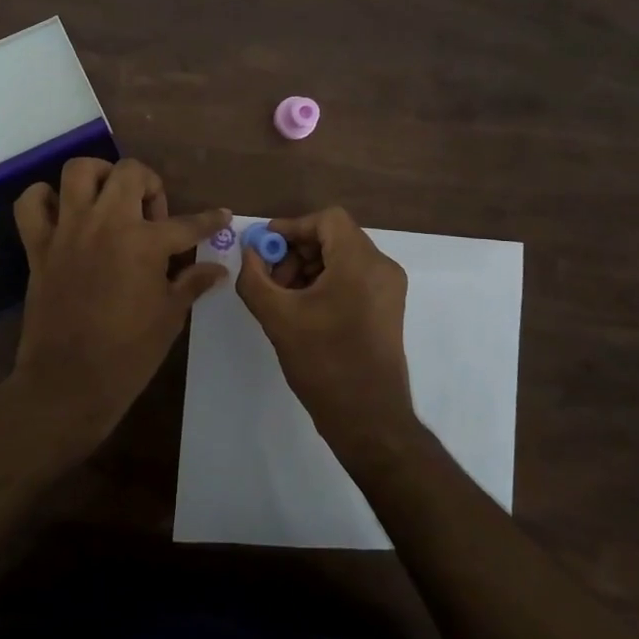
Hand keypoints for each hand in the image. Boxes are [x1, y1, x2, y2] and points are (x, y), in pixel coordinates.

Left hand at [8, 157, 229, 448]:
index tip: (222, 216)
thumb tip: (218, 268)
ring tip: (110, 200)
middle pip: (130, 173)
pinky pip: (31, 203)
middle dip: (150, 185)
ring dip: (100, 177)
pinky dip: (44, 198)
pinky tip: (62, 212)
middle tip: (152, 216)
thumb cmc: (128, 353)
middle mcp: (106, 223)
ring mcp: (68, 230)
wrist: (68, 383)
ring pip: (79, 170)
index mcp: (144, 243)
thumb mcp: (170, 317)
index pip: (188, 224)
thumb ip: (192, 283)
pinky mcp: (38, 246)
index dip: (211, 220)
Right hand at [235, 207, 417, 456]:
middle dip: (297, 251)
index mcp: (361, 262)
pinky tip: (304, 309)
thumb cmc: (324, 363)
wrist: (369, 418)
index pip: (326, 219)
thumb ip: (254, 277)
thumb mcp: (278, 317)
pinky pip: (354, 277)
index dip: (292, 227)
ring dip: (309, 267)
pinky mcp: (388, 308)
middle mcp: (382, 267)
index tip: (264, 247)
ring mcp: (389, 289)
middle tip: (271, 277)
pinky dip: (326, 282)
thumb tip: (249, 252)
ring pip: (343, 257)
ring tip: (284, 297)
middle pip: (334, 237)